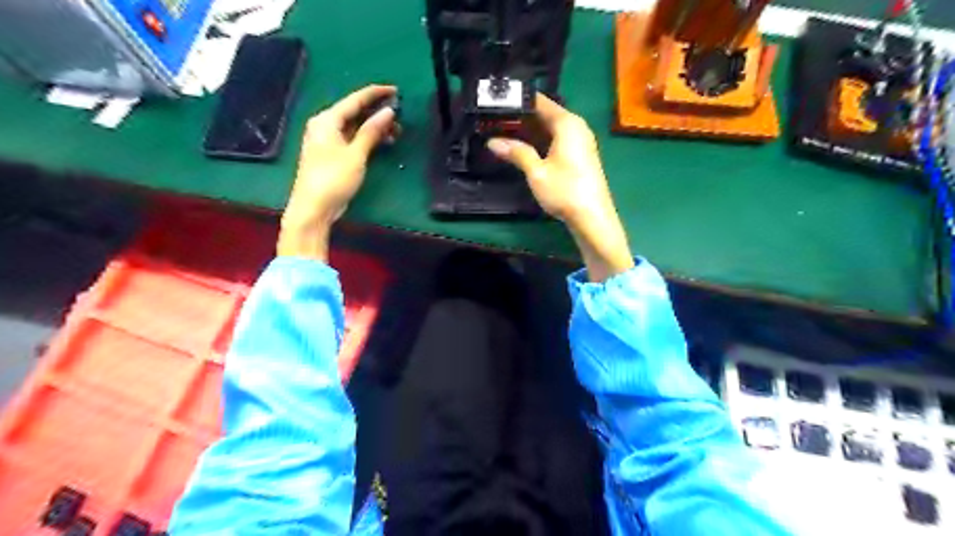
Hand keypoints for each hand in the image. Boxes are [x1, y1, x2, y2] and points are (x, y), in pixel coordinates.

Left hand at [278, 83, 398, 260]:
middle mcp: (325, 126)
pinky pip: (352, 138)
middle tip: (400, 116)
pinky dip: (367, 138)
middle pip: (354, 112)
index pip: (355, 100)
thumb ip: (372, 131)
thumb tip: (388, 111)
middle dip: (378, 113)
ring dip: (375, 128)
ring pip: (355, 126)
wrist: (313, 208)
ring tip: (396, 132)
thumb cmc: (333, 178)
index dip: (376, 94)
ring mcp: (327, 141)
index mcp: (327, 120)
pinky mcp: (332, 154)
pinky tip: (382, 142)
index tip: (396, 90)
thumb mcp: (356, 154)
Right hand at [486, 95, 632, 281]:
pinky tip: (522, 149)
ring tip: (502, 133)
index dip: (517, 102)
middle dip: (520, 118)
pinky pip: (556, 140)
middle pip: (545, 114)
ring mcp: (580, 141)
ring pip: (550, 129)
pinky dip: (539, 142)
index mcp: (567, 123)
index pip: (539, 101)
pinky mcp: (579, 155)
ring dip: (528, 132)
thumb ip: (516, 153)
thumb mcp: (536, 172)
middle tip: (493, 121)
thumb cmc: (565, 191)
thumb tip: (492, 142)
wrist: (592, 217)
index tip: (496, 103)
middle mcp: (576, 126)